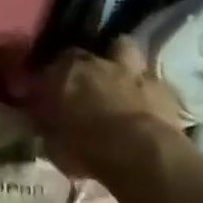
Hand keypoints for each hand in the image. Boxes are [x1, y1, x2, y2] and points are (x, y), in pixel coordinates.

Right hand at [13, 37, 185, 183]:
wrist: (143, 155)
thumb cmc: (88, 148)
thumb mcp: (53, 144)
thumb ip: (45, 126)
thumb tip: (40, 121)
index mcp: (61, 73)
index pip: (43, 69)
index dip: (43, 82)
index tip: (42, 96)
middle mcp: (93, 62)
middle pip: (80, 54)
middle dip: (78, 67)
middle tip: (79, 85)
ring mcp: (129, 70)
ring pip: (121, 47)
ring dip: (116, 59)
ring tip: (114, 77)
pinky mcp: (161, 86)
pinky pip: (148, 77)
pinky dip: (143, 85)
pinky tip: (142, 99)